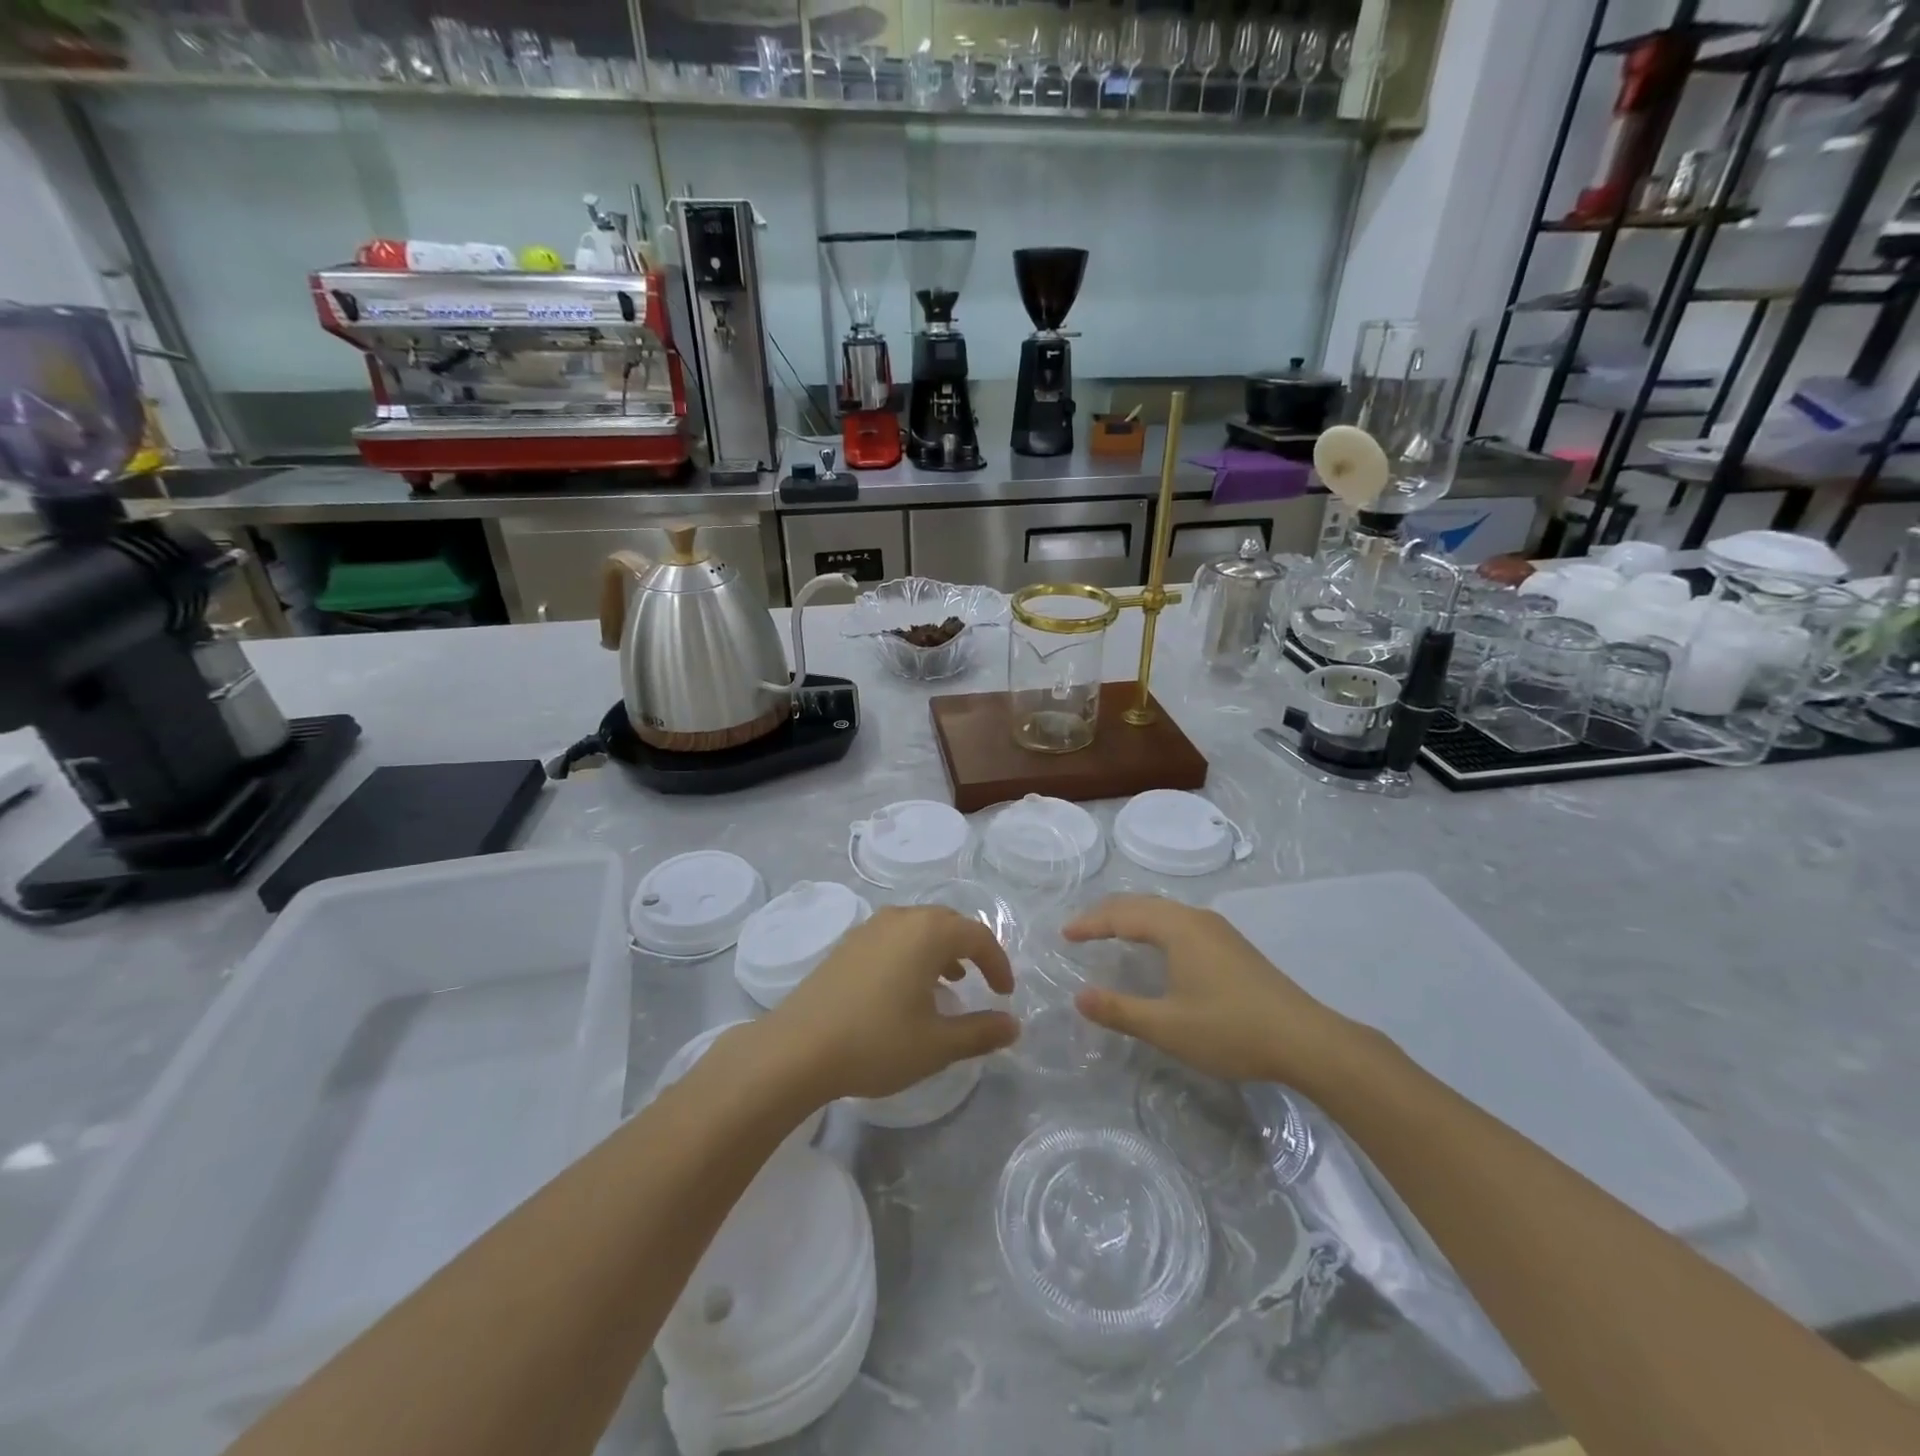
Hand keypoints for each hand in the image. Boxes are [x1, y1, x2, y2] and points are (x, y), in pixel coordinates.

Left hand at [765, 905, 1018, 1102]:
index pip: (977, 936)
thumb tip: (1013, 1025)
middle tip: (980, 981)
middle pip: (948, 923)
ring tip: (947, 983)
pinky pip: (893, 936)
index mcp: (929, 933)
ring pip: (918, 927)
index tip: (1005, 994)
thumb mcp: (937, 1045)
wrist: (797, 1048)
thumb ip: (980, 1032)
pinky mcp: (847, 943)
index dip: (997, 963)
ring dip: (940, 949)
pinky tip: (904, 987)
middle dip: (970, 949)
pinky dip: (911, 952)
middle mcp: (901, 918)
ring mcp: (869, 928)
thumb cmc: (876, 1042)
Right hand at [1063, 895, 1361, 1088]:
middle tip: (1081, 929)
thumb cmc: (1231, 1029)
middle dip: (1108, 914)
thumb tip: (1079, 997)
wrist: (1306, 1041)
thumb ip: (1120, 1010)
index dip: (1090, 923)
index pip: (1122, 915)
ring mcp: (1218, 930)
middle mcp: (1196, 919)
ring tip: (1110, 932)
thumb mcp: (1167, 1026)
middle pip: (1142, 904)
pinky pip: (1179, 922)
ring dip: (1132, 917)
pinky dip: (1153, 925)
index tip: (1064, 934)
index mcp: (1177, 928)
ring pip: (1164, 911)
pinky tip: (1156, 946)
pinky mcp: (1232, 946)